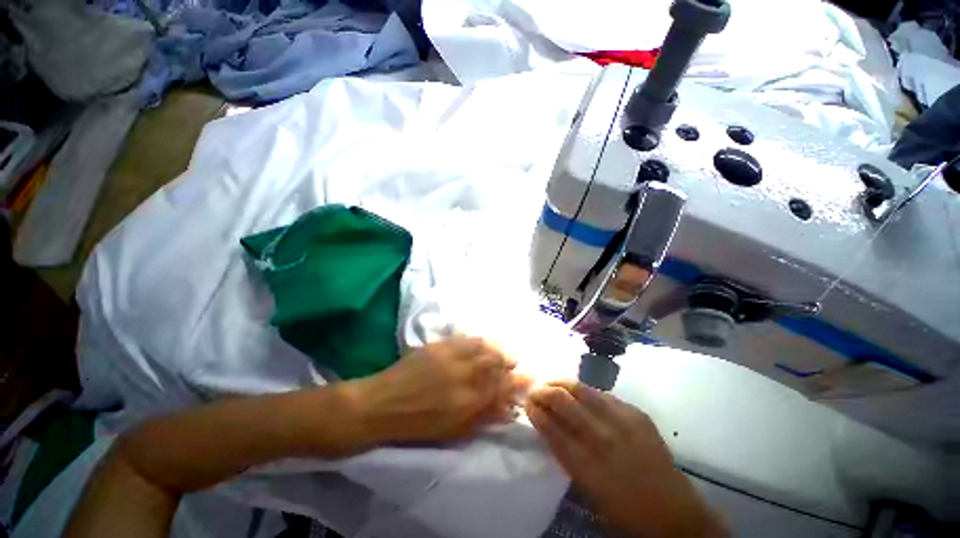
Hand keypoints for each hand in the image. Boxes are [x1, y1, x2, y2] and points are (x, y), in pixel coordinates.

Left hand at [350, 336, 530, 444]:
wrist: (380, 404)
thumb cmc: (416, 425)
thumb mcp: (453, 430)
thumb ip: (482, 416)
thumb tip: (507, 408)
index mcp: (468, 400)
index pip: (501, 386)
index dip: (517, 381)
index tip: (527, 377)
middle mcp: (463, 374)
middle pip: (495, 361)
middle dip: (509, 361)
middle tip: (513, 363)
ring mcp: (450, 356)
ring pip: (483, 346)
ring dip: (496, 348)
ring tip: (500, 351)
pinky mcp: (438, 345)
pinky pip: (465, 339)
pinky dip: (478, 341)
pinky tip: (482, 343)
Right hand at [526, 381, 725, 537]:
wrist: (673, 511)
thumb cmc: (622, 507)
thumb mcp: (586, 486)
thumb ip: (565, 452)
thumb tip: (547, 422)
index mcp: (585, 463)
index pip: (550, 426)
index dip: (535, 410)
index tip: (527, 403)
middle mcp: (601, 438)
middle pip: (563, 401)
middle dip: (543, 391)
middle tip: (536, 390)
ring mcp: (621, 422)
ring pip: (582, 389)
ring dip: (562, 383)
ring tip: (552, 382)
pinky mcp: (636, 414)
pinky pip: (604, 394)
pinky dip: (586, 391)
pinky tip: (580, 391)